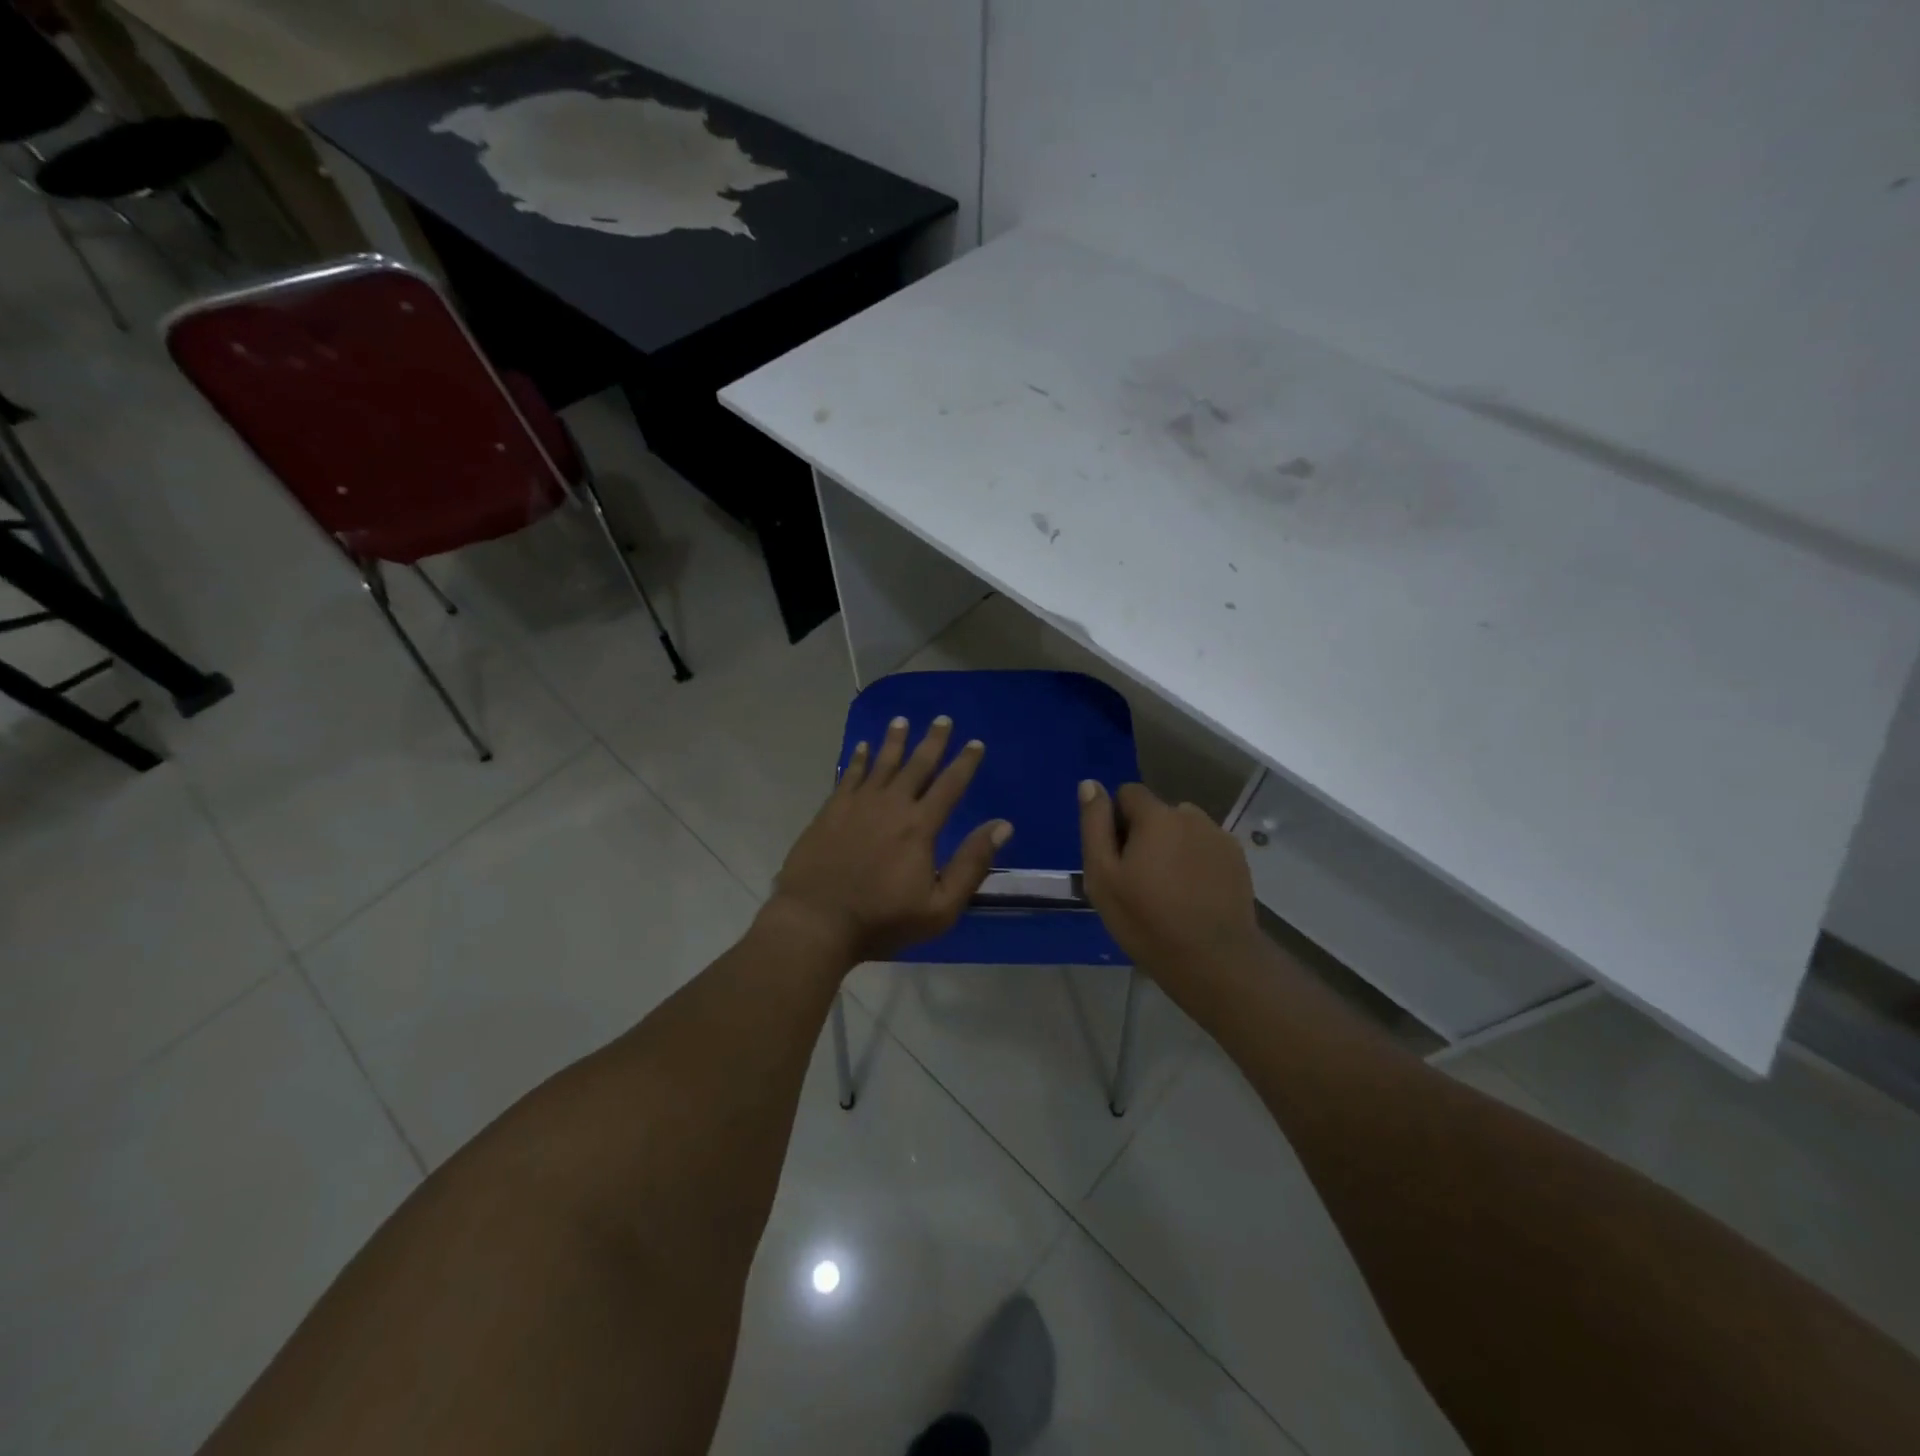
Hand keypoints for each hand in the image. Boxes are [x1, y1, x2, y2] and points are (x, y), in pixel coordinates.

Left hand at [771, 715, 1011, 964]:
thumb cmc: (882, 920)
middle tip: (942, 719)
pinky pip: (849, 775)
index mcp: (920, 827)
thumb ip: (972, 864)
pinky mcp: (831, 810)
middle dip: (933, 741)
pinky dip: (858, 759)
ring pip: (881, 763)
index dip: (965, 763)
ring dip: (894, 741)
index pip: (950, 786)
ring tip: (902, 720)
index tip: (975, 743)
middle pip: (917, 765)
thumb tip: (1003, 826)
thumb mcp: (940, 907)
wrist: (816, 921)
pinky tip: (861, 747)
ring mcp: (857, 804)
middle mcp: (891, 805)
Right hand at [1080, 781, 1259, 981]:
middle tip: (1139, 879)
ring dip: (1173, 846)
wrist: (1214, 960)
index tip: (1116, 858)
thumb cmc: (1147, 920)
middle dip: (1146, 835)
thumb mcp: (1103, 876)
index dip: (1116, 821)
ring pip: (1183, 830)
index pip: (1128, 793)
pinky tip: (1194, 896)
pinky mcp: (1238, 860)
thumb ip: (1095, 824)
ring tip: (1169, 889)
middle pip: (1157, 813)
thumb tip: (1090, 784)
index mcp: (1157, 815)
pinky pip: (1206, 848)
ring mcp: (1219, 837)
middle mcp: (1191, 816)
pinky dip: (1196, 862)